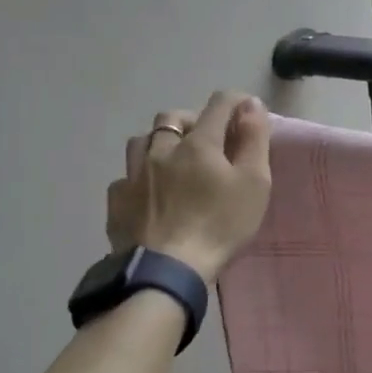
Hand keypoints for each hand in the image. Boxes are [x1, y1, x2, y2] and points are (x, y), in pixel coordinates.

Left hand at [107, 92, 272, 283]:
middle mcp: (162, 149)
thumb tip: (250, 104)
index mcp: (199, 143)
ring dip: (159, 143)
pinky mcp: (117, 202)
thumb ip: (254, 139)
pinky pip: (125, 176)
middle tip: (208, 140)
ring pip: (142, 141)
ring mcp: (134, 175)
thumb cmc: (219, 225)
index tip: (247, 110)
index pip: (219, 104)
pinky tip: (148, 193)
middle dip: (192, 120)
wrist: (166, 271)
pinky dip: (139, 177)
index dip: (236, 101)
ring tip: (173, 161)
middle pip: (172, 117)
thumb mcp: (254, 183)